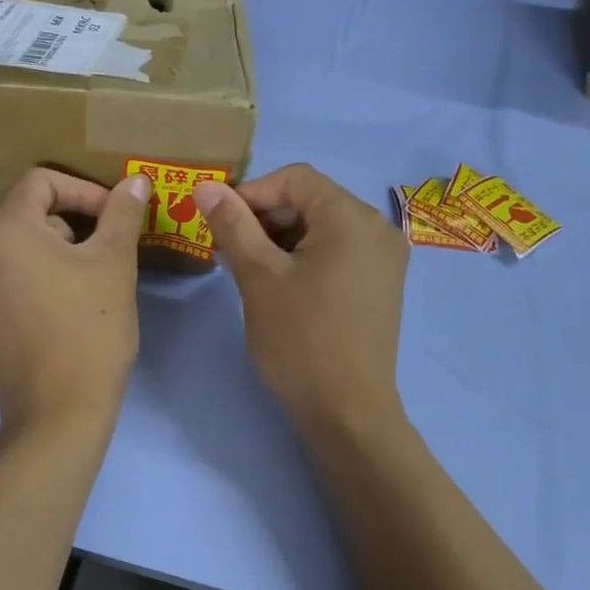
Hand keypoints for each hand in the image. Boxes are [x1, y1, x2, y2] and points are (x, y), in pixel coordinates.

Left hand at [0, 167, 151, 432]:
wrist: (57, 412)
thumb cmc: (89, 331)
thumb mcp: (113, 264)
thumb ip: (122, 214)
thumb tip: (135, 181)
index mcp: (0, 229)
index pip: (42, 182)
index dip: (85, 191)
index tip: (116, 217)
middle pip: (26, 212)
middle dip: (71, 223)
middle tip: (106, 253)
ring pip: (16, 244)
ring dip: (54, 248)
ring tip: (88, 279)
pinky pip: (3, 273)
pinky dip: (33, 273)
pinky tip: (63, 301)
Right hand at [195, 163, 408, 433]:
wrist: (347, 411)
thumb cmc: (300, 339)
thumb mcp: (258, 276)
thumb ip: (232, 224)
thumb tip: (205, 185)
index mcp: (352, 217)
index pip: (295, 178)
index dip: (250, 193)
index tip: (218, 224)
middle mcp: (377, 229)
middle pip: (310, 201)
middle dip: (264, 219)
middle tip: (229, 251)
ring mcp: (384, 260)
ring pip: (322, 229)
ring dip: (280, 240)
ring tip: (248, 271)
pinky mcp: (380, 286)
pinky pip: (337, 254)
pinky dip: (304, 259)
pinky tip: (278, 286)